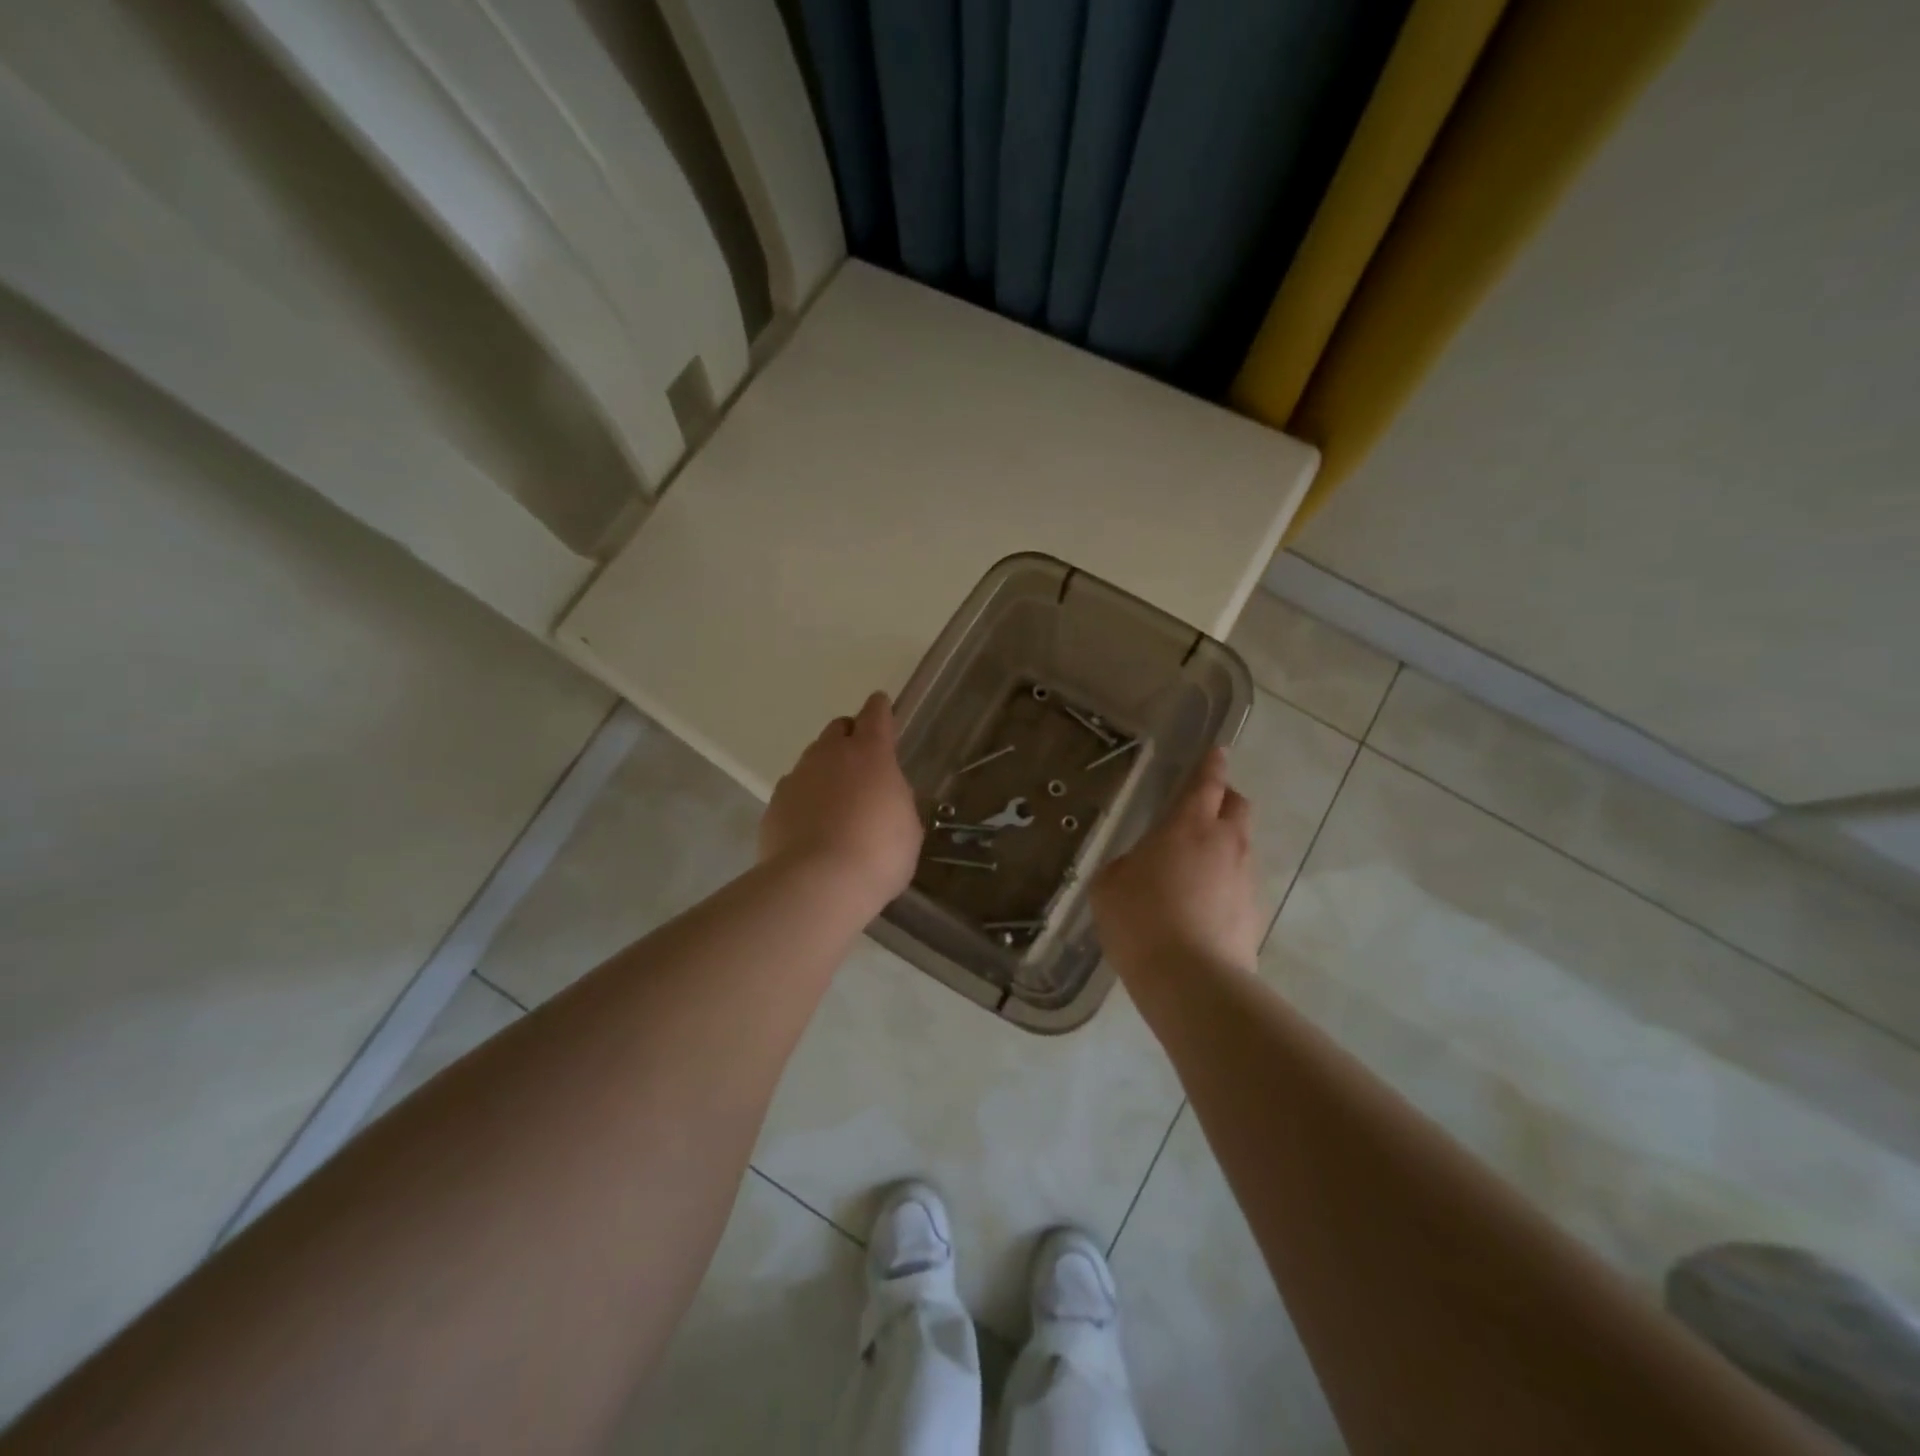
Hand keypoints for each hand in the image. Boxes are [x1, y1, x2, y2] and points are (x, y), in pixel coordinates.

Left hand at [761, 692, 923, 909]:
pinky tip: (812, 826)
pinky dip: (804, 800)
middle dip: (849, 736)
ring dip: (825, 770)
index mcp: (870, 753)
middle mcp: (830, 755)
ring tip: (836, 801)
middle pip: (838, 729)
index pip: (875, 714)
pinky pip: (793, 791)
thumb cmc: (879, 853)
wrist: (818, 884)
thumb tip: (881, 795)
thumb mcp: (907, 826)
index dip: (880, 709)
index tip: (881, 705)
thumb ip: (894, 799)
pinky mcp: (774, 804)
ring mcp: (797, 777)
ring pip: (812, 759)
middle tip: (860, 761)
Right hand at [1092, 748, 1263, 977]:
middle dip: (1225, 800)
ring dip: (1223, 846)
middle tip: (1202, 809)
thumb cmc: (1140, 920)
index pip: (1207, 783)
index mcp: (1189, 826)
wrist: (1191, 980)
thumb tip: (1140, 867)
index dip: (1213, 765)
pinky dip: (1225, 884)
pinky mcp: (1255, 913)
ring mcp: (1245, 879)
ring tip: (1194, 870)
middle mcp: (1225, 844)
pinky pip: (1240, 884)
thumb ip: (1127, 864)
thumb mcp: (1110, 884)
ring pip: (1241, 847)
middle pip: (1238, 807)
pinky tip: (1201, 908)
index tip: (1219, 751)